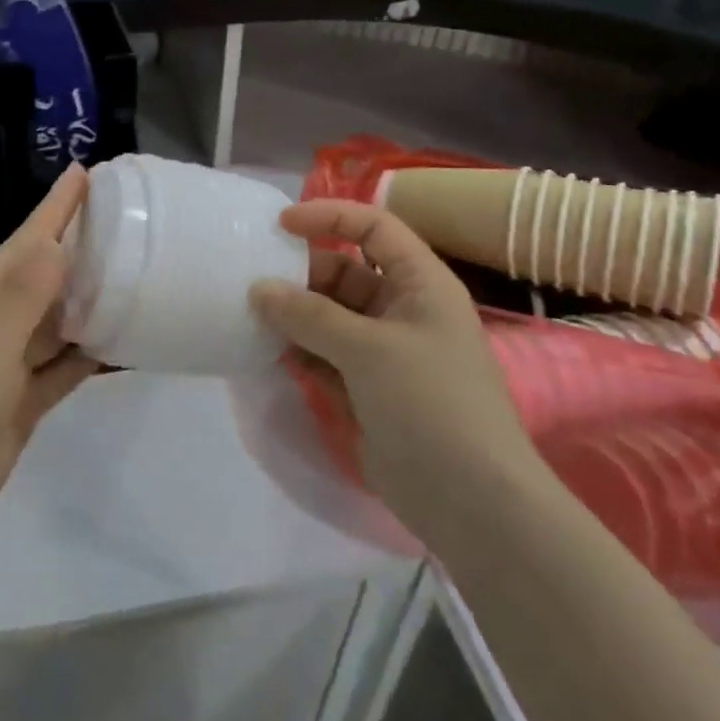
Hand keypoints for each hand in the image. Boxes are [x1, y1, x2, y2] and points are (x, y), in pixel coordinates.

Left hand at [0, 166, 97, 552]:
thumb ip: (23, 296)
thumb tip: (57, 242)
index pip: (26, 241)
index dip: (54, 207)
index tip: (85, 173)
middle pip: (47, 273)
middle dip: (79, 242)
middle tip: (125, 217)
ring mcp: (12, 362)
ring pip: (61, 318)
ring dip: (92, 296)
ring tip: (135, 271)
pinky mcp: (26, 399)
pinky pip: (66, 365)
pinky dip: (92, 352)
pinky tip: (123, 343)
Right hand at [250, 199, 536, 521]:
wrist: (471, 503)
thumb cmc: (431, 404)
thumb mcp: (369, 350)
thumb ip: (309, 316)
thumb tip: (258, 289)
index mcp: (420, 284)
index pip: (373, 228)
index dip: (329, 217)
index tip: (280, 224)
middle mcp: (401, 310)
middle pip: (343, 273)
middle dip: (300, 273)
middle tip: (251, 280)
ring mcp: (382, 352)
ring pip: (327, 316)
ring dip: (292, 314)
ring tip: (248, 314)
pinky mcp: (364, 388)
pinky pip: (322, 355)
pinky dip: (296, 350)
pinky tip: (263, 350)